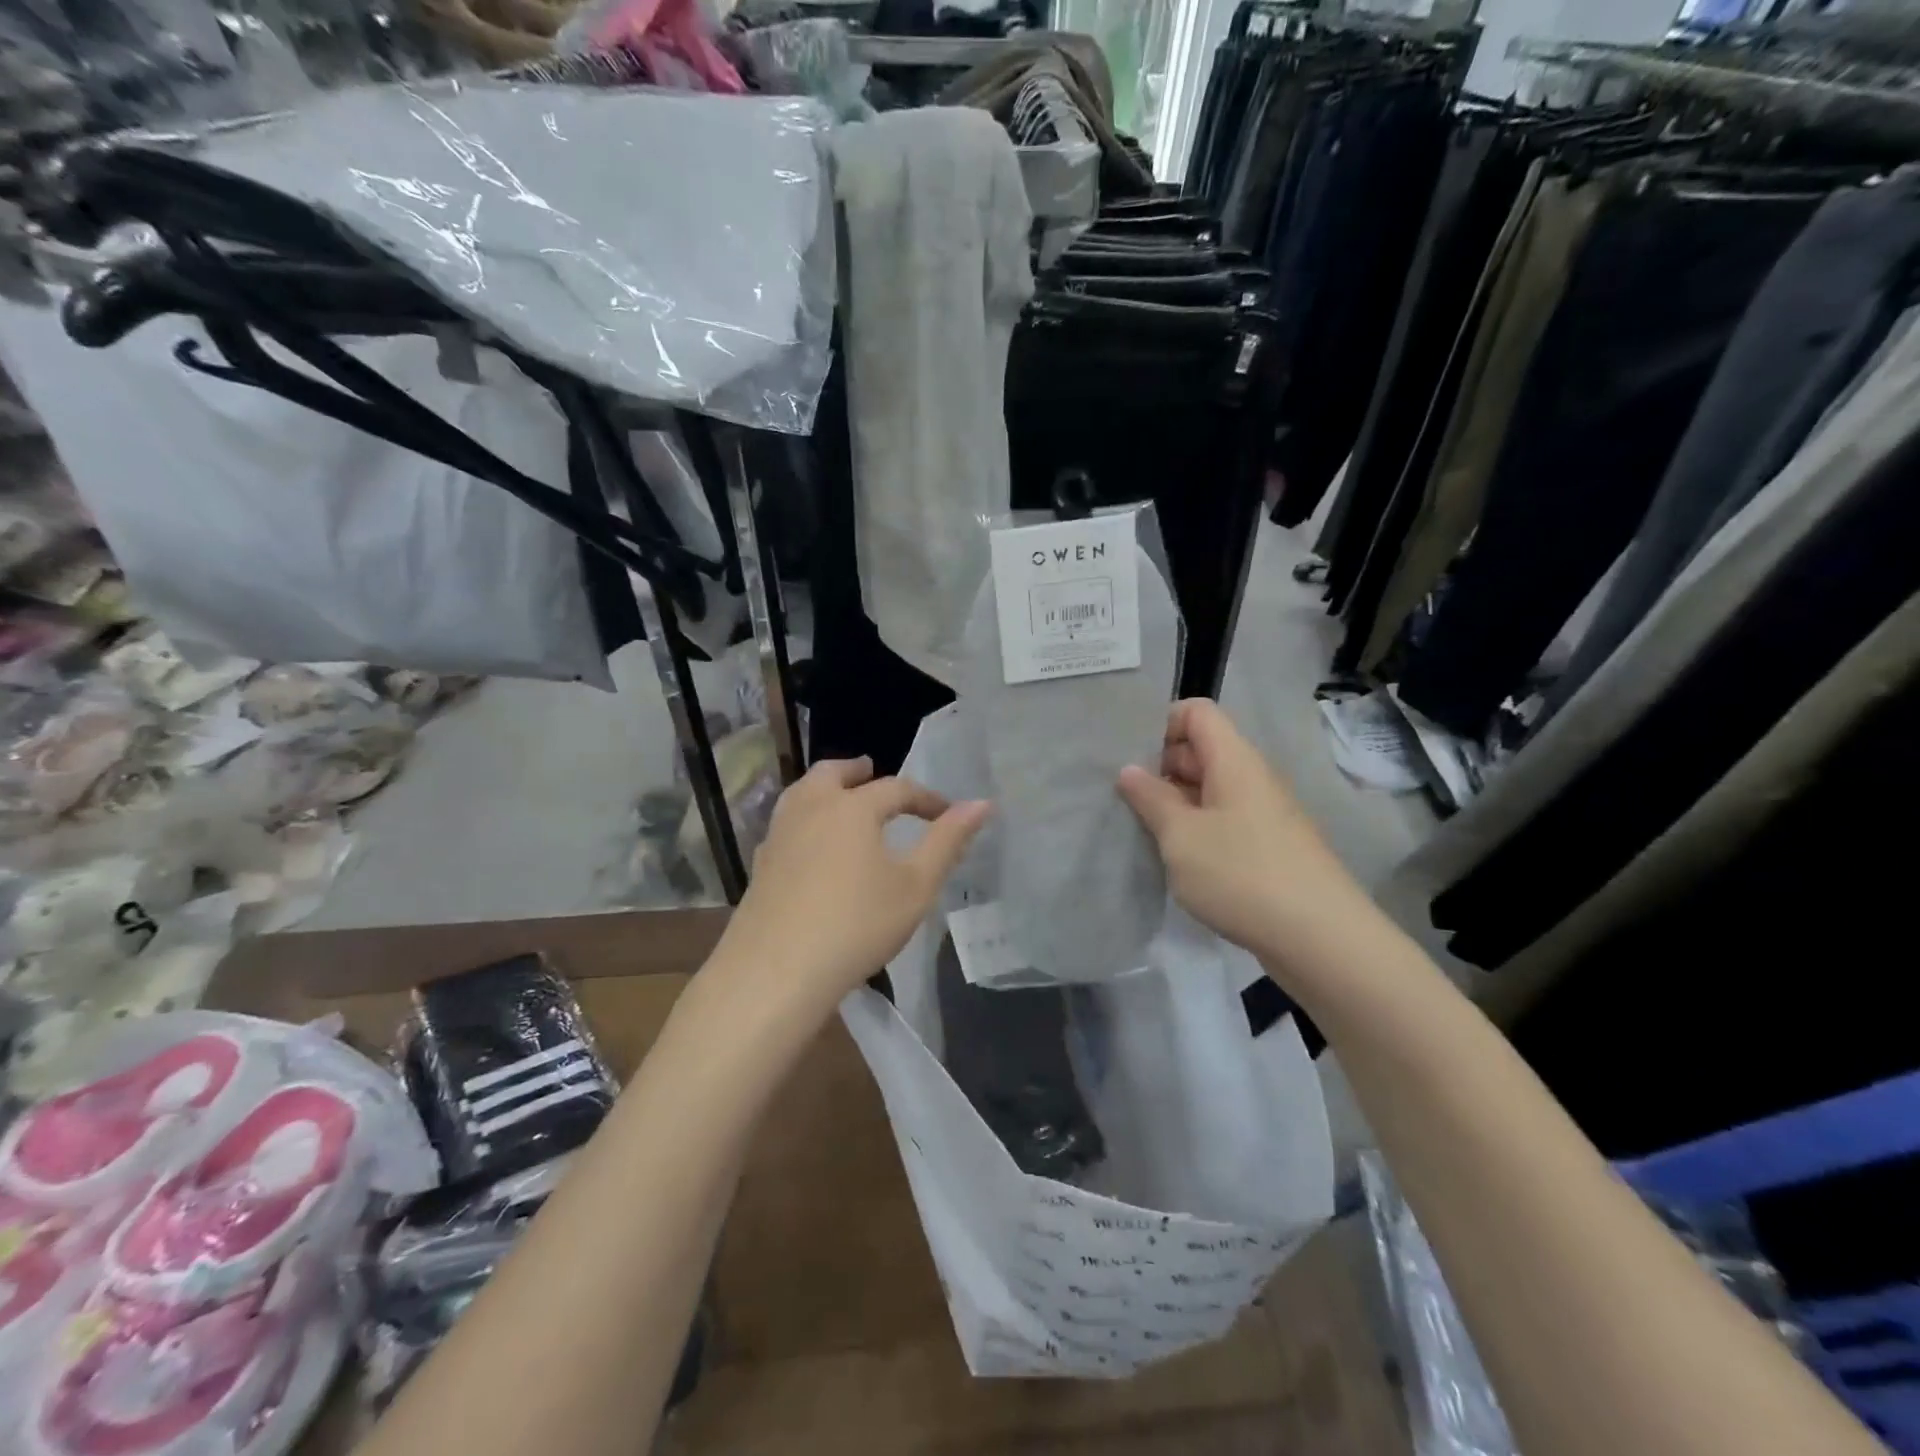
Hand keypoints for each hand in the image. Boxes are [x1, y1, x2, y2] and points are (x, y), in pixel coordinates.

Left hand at [718, 758, 989, 1013]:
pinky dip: (805, 817)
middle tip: (872, 771)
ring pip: (802, 793)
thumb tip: (982, 804)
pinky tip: (811, 844)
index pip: (896, 789)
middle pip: (833, 773)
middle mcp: (811, 808)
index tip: (948, 813)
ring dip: (826, 788)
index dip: (926, 798)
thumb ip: (948, 841)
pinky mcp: (760, 864)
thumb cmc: (857, 924)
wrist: (776, 970)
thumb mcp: (915, 886)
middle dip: (857, 771)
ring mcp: (778, 835)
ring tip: (841, 799)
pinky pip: (786, 823)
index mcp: (852, 807)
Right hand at [1117, 700, 1376, 976]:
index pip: (1197, 712)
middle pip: (1201, 749)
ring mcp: (1263, 813)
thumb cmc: (1241, 875)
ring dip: (1175, 803)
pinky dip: (1196, 829)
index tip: (1131, 759)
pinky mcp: (1268, 846)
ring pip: (1210, 789)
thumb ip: (1151, 798)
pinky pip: (1223, 820)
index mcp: (1234, 760)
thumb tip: (1129, 770)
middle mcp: (1252, 777)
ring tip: (1142, 830)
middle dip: (1160, 768)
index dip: (1161, 724)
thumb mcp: (1181, 836)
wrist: (1320, 939)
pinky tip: (1176, 859)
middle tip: (1124, 799)